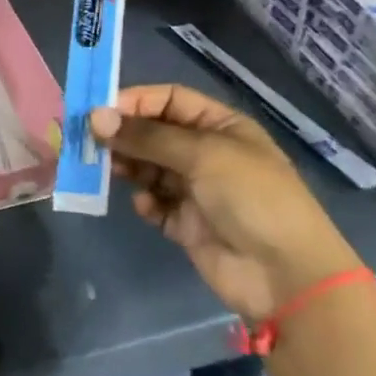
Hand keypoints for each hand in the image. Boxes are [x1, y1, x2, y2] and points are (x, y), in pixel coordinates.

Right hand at [91, 84, 361, 320]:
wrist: (286, 275)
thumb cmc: (251, 197)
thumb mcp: (202, 154)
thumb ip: (147, 136)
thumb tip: (95, 117)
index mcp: (220, 126)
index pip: (169, 100)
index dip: (135, 101)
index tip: (99, 111)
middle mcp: (207, 153)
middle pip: (154, 133)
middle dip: (124, 135)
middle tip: (89, 141)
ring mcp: (197, 190)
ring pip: (149, 168)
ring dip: (128, 166)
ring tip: (107, 170)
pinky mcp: (187, 224)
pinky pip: (155, 204)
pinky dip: (145, 202)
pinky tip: (145, 205)